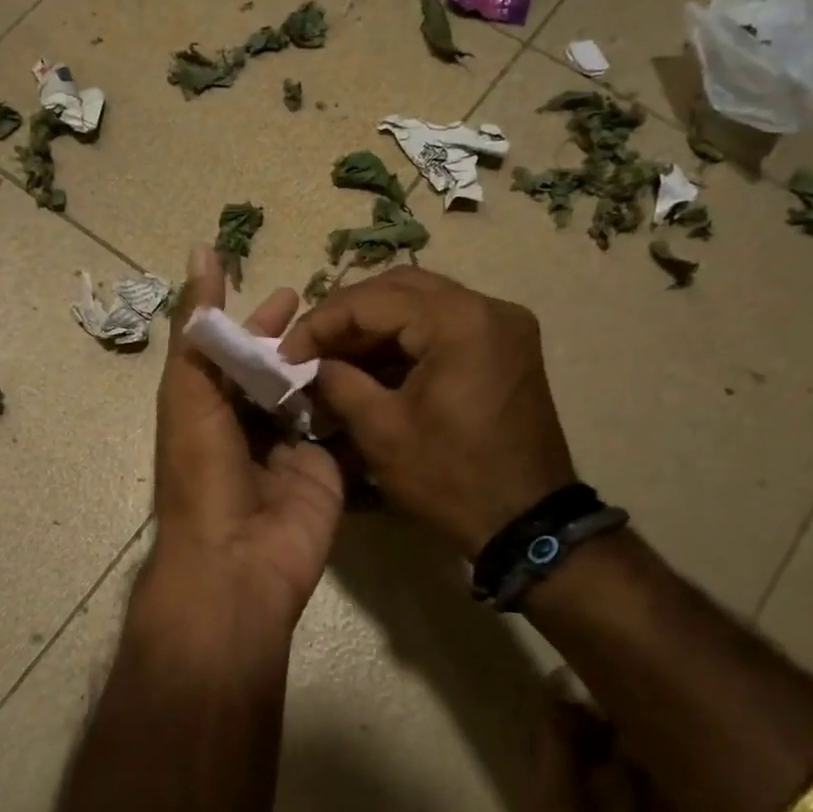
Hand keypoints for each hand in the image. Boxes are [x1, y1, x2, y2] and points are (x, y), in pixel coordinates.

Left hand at [146, 246, 344, 643]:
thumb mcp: (190, 391)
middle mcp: (248, 427)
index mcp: (209, 410)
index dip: (257, 323)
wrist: (238, 561)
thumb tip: (201, 250)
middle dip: (299, 342)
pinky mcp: (327, 471)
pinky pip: (342, 429)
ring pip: (311, 397)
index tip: (289, 292)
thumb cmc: (203, 472)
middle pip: (277, 374)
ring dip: (330, 366)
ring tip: (364, 328)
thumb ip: (199, 327)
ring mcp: (290, 451)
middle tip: (335, 310)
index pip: (236, 355)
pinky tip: (381, 367)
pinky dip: (355, 402)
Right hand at [278, 267, 574, 558]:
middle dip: (346, 316)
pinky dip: (405, 339)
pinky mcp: (506, 347)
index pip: (373, 300)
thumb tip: (309, 362)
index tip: (285, 353)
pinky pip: (444, 325)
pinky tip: (372, 364)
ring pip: (422, 302)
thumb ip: (338, 382)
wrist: (527, 523)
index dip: (321, 323)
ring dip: (374, 326)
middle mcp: (488, 307)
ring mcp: (503, 325)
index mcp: (459, 321)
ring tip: (333, 356)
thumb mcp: (381, 431)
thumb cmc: (451, 479)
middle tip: (308, 348)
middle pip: (399, 288)